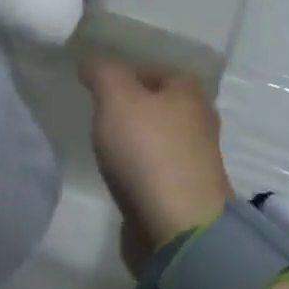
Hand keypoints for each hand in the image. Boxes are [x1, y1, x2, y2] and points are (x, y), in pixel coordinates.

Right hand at [81, 58, 232, 270]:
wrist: (178, 227)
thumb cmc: (148, 152)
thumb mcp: (116, 98)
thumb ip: (101, 72)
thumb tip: (90, 61)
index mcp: (188, 92)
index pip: (151, 68)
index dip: (121, 73)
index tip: (92, 86)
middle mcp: (198, 120)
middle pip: (156, 103)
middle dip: (127, 106)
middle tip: (94, 114)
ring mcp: (194, 159)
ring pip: (155, 136)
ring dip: (132, 139)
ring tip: (102, 145)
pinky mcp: (183, 191)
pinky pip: (154, 167)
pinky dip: (137, 167)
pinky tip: (118, 174)